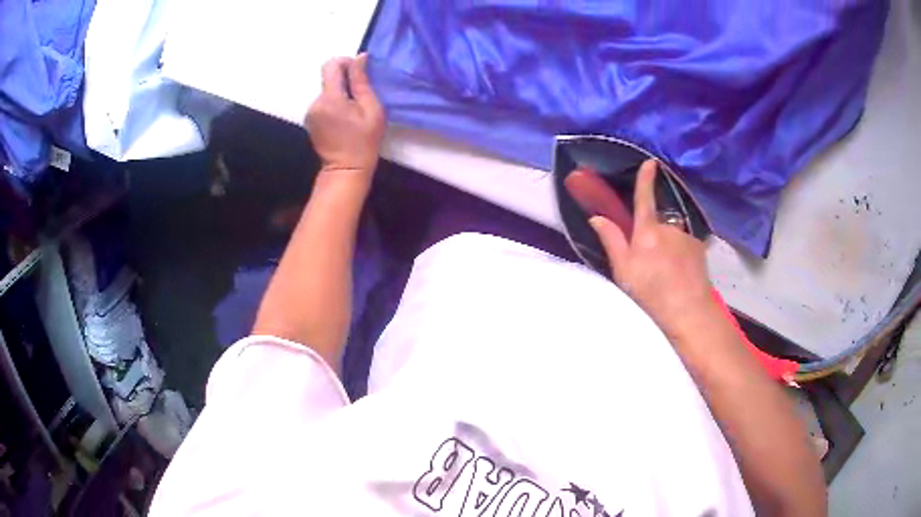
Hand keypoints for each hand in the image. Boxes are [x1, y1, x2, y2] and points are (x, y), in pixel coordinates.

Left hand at [306, 54, 384, 188]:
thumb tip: (360, 58)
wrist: (346, 170)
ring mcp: (310, 112)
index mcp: (330, 98)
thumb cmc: (364, 141)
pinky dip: (334, 103)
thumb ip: (362, 81)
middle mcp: (315, 102)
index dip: (346, 62)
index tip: (359, 73)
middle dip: (345, 81)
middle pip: (329, 78)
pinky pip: (323, 102)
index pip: (331, 65)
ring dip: (340, 93)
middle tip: (361, 96)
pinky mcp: (310, 119)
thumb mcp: (371, 109)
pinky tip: (344, 118)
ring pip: (327, 90)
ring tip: (353, 110)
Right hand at [589, 160, 720, 340]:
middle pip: (657, 224)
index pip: (644, 198)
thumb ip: (611, 240)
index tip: (650, 162)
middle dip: (653, 237)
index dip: (646, 179)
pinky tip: (681, 274)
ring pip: (672, 236)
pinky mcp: (699, 248)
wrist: (688, 309)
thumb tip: (596, 217)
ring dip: (668, 248)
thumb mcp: (623, 270)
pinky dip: (681, 255)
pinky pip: (686, 245)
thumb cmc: (651, 292)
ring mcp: (686, 237)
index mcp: (647, 231)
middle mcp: (668, 228)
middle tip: (650, 264)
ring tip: (667, 274)